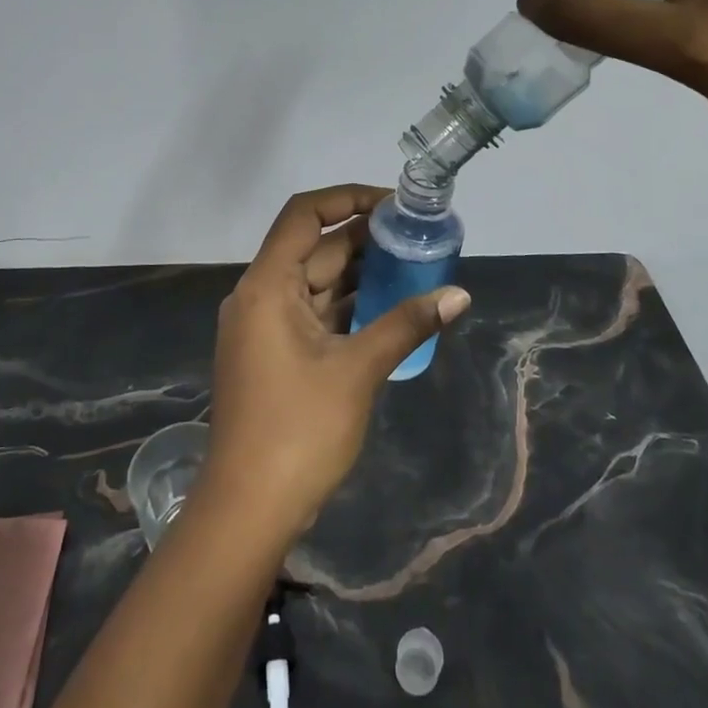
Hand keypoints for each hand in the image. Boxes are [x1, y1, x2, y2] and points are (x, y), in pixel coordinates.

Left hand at [200, 186, 470, 539]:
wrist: (248, 509)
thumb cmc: (298, 430)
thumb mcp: (358, 370)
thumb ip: (407, 324)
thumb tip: (459, 295)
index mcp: (267, 286)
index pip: (304, 215)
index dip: (347, 198)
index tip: (393, 205)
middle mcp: (260, 296)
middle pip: (314, 248)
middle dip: (365, 239)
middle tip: (417, 237)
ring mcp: (265, 327)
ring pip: (317, 282)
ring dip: (361, 273)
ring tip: (414, 264)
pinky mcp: (275, 354)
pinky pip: (315, 313)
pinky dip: (349, 305)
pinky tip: (390, 306)